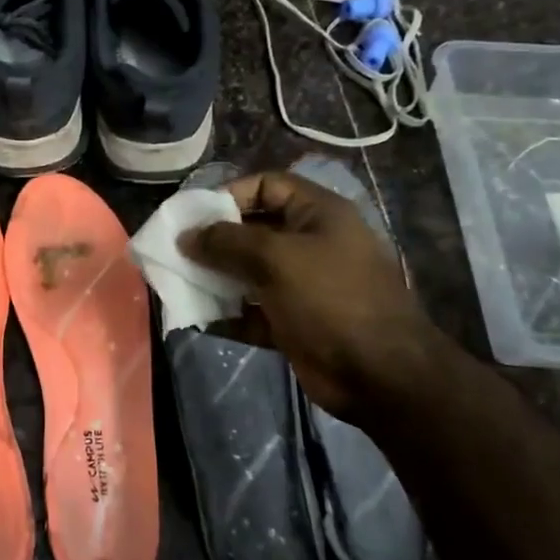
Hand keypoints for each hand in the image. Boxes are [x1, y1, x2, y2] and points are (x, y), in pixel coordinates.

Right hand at [179, 170, 449, 412]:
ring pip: (249, 272)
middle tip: (178, 251)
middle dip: (215, 240)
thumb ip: (227, 242)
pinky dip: (228, 315)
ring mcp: (303, 285)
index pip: (267, 185)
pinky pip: (252, 311)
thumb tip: (186, 236)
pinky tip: (198, 318)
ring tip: (180, 284)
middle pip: (253, 230)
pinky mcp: (294, 322)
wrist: (381, 374)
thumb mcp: (277, 258)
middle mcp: (311, 244)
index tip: (195, 216)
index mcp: (318, 214)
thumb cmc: (331, 299)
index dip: (230, 194)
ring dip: (216, 278)